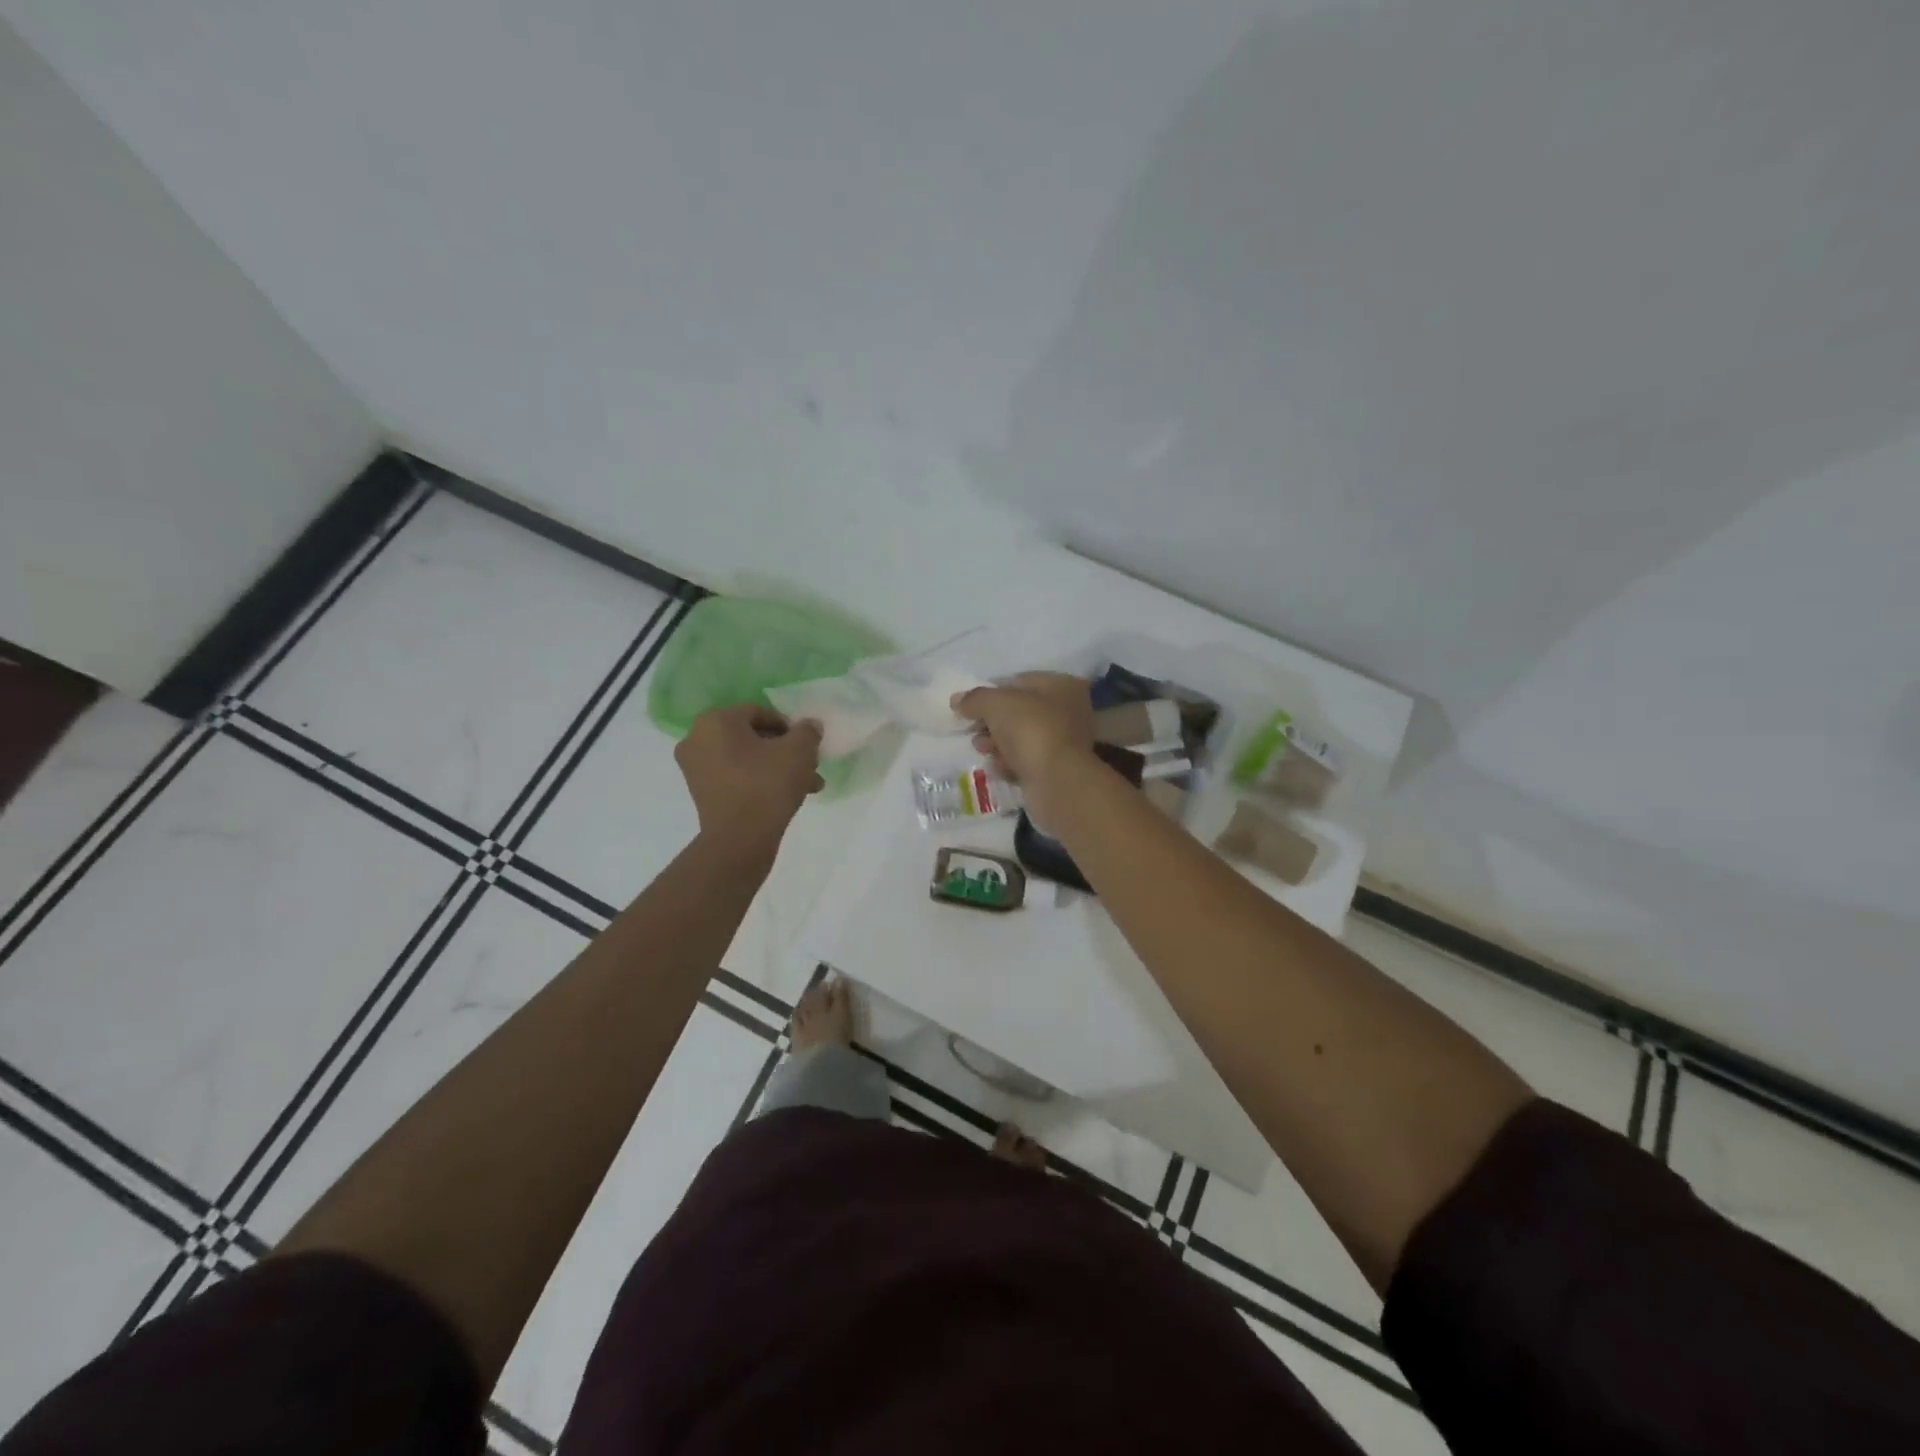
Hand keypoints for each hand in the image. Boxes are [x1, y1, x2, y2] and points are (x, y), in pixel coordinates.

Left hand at [674, 705, 823, 860]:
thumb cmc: (767, 785)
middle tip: (809, 765)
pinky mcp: (701, 794)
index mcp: (715, 720)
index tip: (807, 745)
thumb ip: (807, 731)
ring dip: (777, 768)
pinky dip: (759, 782)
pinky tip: (788, 797)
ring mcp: (695, 769)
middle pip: (752, 737)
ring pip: (747, 760)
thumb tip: (808, 726)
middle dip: (784, 751)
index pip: (760, 713)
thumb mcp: (799, 751)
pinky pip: (736, 778)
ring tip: (807, 785)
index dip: (789, 727)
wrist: (740, 840)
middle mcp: (697, 739)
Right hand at [951, 673, 1094, 813]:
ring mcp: (1067, 743)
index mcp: (1063, 686)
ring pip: (1023, 738)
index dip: (992, 692)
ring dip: (998, 743)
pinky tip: (998, 767)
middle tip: (974, 730)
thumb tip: (958, 701)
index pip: (1020, 681)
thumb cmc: (1031, 730)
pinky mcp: (1059, 770)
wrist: (1057, 782)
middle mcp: (1071, 711)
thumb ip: (975, 699)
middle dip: (993, 722)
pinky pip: (1028, 761)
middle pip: (1021, 711)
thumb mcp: (997, 704)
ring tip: (983, 749)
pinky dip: (1011, 763)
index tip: (970, 706)